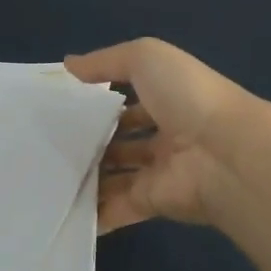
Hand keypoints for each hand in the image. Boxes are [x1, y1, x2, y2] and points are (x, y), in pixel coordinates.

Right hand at [64, 38, 251, 233]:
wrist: (225, 154)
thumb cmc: (187, 96)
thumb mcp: (145, 58)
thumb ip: (105, 61)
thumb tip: (68, 65)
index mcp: (169, 99)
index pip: (130, 101)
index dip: (101, 102)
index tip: (64, 106)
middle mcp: (166, 136)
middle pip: (121, 141)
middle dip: (90, 141)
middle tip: (48, 143)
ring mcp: (159, 172)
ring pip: (115, 176)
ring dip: (86, 176)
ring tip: (45, 172)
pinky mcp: (151, 203)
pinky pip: (115, 208)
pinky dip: (92, 213)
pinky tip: (61, 209)